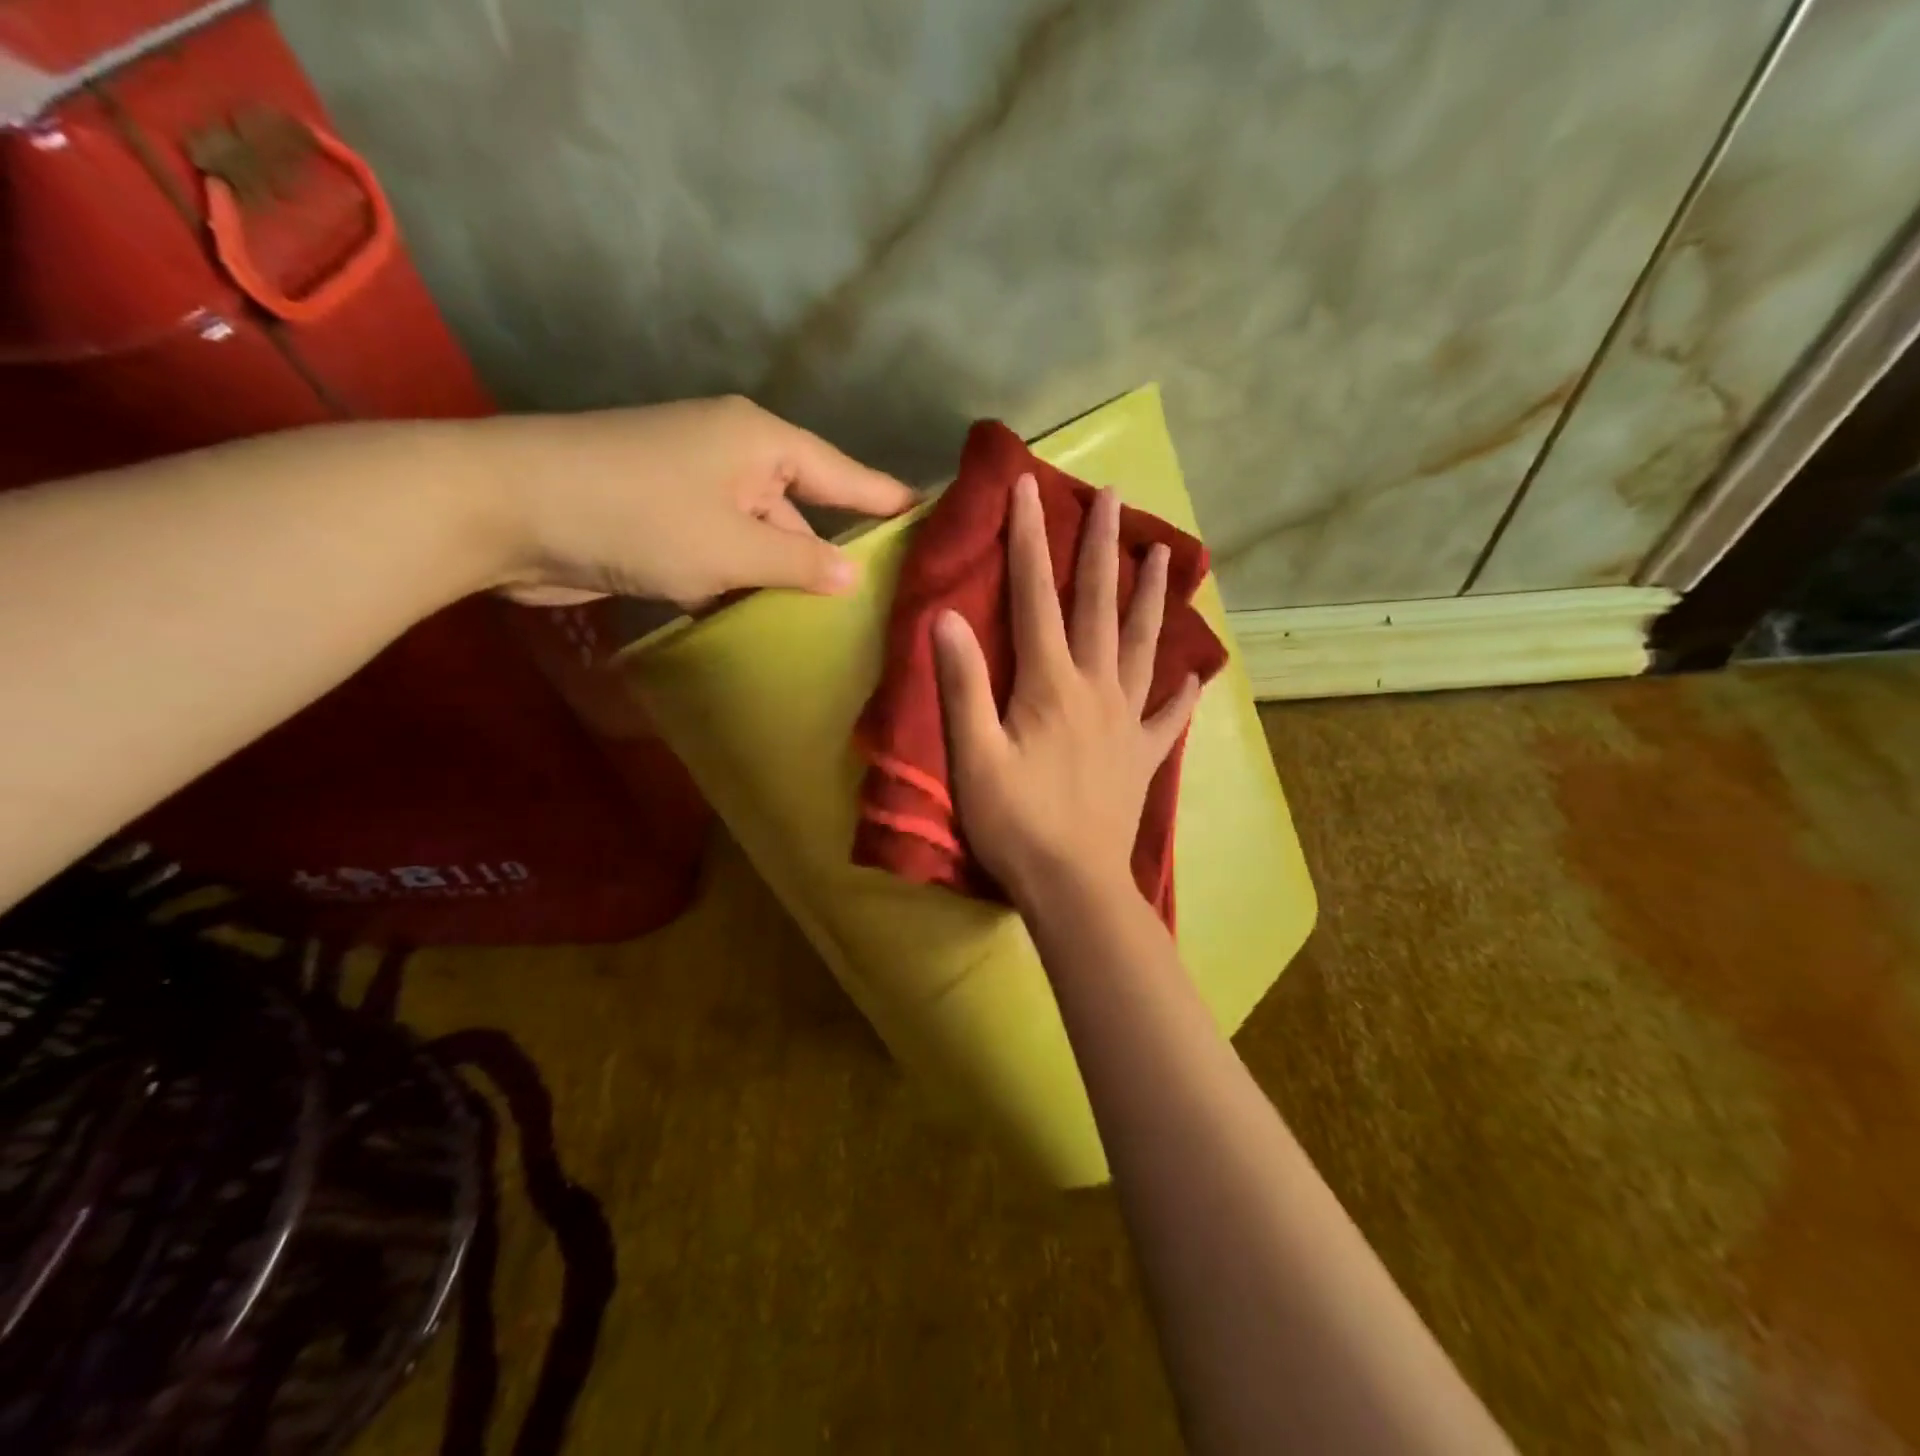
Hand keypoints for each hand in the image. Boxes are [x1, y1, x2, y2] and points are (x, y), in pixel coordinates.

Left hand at [481, 396, 913, 607]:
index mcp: (762, 441)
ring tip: (834, 625)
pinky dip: (741, 583)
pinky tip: (765, 623)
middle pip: (804, 507)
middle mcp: (735, 455)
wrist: (504, 509)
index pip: (845, 474)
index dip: (889, 500)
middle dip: (835, 554)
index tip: (935, 520)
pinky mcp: (664, 519)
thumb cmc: (635, 515)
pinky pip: (725, 552)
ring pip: (762, 535)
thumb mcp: (731, 546)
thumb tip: (853, 576)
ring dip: (783, 576)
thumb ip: (800, 562)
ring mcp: (696, 487)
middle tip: (885, 601)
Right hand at [933, 473, 1201, 905]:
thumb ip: (962, 685)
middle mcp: (1096, 688)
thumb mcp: (974, 755)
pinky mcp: (1143, 755)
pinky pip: (1168, 716)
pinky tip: (1197, 674)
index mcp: (1051, 683)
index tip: (1030, 488)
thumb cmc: (1016, 822)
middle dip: (1102, 547)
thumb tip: (947, 616)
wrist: (1074, 885)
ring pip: (1142, 645)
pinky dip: (1182, 692)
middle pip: (1099, 605)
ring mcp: (1127, 720)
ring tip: (1164, 556)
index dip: (1029, 540)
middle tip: (1115, 497)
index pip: (1035, 597)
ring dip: (1151, 597)